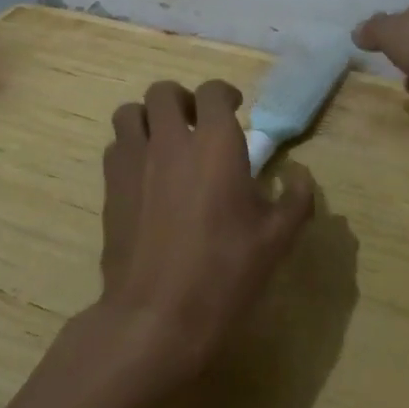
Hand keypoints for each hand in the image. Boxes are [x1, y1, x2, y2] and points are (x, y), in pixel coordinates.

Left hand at [99, 79, 314, 381]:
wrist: (157, 315)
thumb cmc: (225, 272)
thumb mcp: (277, 239)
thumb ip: (296, 199)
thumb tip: (299, 175)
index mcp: (216, 144)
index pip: (212, 92)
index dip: (224, 94)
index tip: (234, 109)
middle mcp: (171, 140)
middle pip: (163, 92)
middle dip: (181, 100)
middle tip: (196, 124)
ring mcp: (133, 161)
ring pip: (129, 112)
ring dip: (148, 118)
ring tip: (164, 142)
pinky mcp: (109, 187)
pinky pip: (115, 146)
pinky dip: (129, 147)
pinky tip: (145, 175)